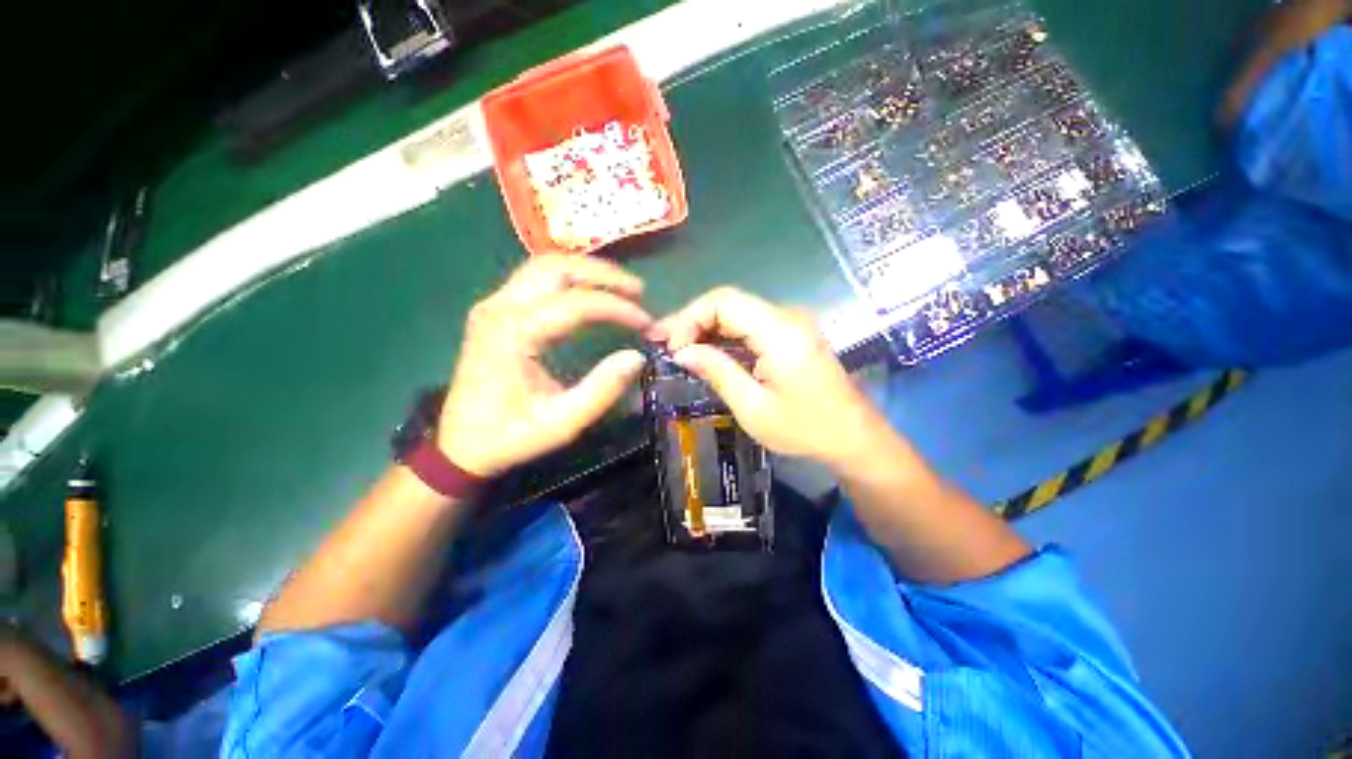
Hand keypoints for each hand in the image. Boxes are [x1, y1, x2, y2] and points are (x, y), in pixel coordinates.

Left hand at [438, 256, 652, 477]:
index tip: (646, 323)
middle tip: (637, 291)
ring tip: (619, 289)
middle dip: (603, 274)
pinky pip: (536, 280)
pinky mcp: (495, 311)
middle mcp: (499, 308)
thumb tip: (636, 356)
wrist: (459, 445)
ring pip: (544, 266)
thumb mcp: (561, 422)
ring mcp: (493, 305)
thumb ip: (601, 389)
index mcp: (513, 334)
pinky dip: (569, 280)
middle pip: (556, 267)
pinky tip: (590, 294)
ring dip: (586, 271)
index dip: (617, 308)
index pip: (575, 303)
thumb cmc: (509, 436)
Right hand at [655, 287, 893, 469]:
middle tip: (663, 343)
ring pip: (737, 311)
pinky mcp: (791, 334)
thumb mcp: (753, 407)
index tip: (672, 347)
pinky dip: (724, 335)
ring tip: (677, 348)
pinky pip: (749, 325)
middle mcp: (786, 316)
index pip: (723, 301)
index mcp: (779, 331)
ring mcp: (791, 323)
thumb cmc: (805, 429)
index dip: (690, 318)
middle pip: (728, 302)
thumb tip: (681, 351)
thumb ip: (717, 371)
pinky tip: (706, 351)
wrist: (853, 437)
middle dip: (692, 320)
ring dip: (705, 327)